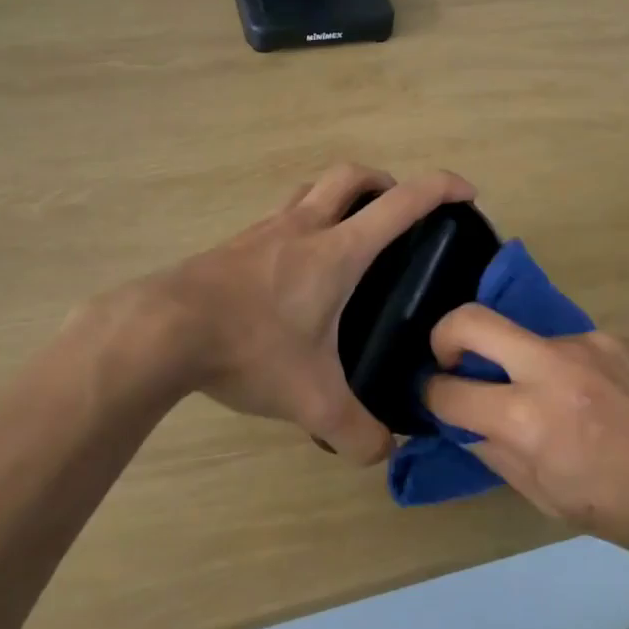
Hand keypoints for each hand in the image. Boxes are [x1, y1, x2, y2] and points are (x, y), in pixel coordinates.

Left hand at [159, 162, 476, 463]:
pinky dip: (300, 225)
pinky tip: (293, 270)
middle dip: (385, 182)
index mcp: (336, 252)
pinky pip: (278, 218)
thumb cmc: (248, 349)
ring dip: (338, 197)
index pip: (401, 203)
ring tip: (348, 236)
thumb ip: (356, 433)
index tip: (466, 193)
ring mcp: (263, 231)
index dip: (440, 189)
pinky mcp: (233, 246)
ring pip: (310, 190)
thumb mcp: (311, 401)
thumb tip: (383, 453)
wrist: (161, 332)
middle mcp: (302, 227)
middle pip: (352, 175)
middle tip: (398, 215)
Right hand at [422, 308, 628, 563]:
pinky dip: (565, 368)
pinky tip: (595, 398)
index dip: (431, 396)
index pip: (450, 391)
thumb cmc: (627, 513)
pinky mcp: (617, 336)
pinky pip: (570, 346)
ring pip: (525, 336)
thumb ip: (495, 452)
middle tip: (452, 360)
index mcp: (530, 420)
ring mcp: (588, 344)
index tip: (434, 398)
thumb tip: (465, 422)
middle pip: (471, 320)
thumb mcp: (547, 499)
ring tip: (552, 400)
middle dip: (444, 336)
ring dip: (519, 362)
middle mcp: (553, 368)